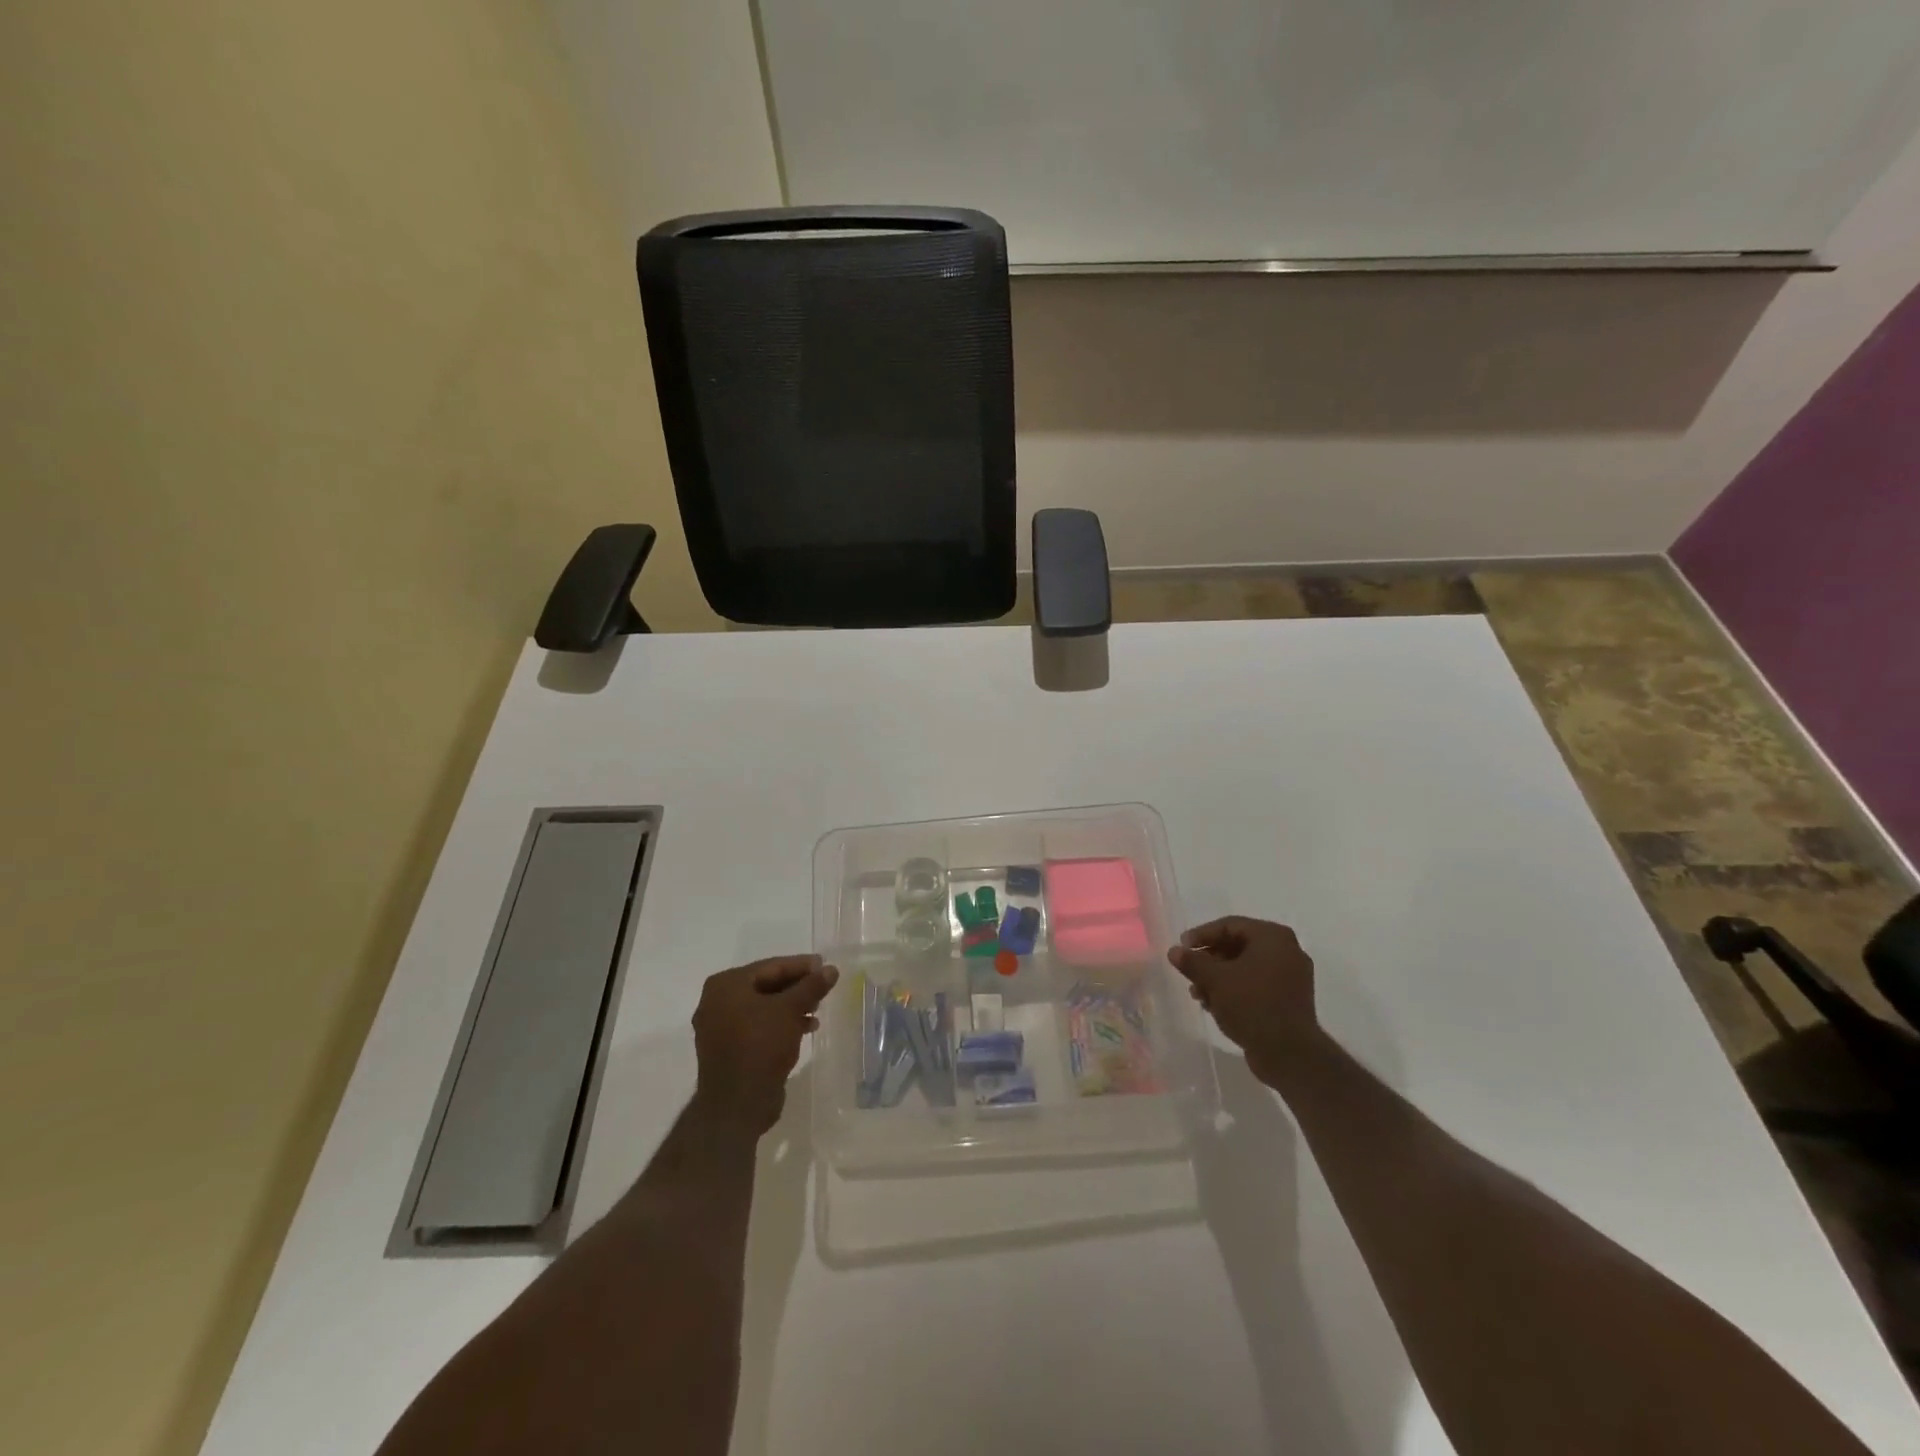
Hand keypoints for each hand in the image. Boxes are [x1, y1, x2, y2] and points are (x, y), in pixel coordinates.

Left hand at [691, 956, 838, 1134]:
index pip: (771, 966)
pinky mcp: (729, 1050)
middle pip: (766, 985)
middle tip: (824, 987)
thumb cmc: (761, 1046)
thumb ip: (811, 986)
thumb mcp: (791, 1010)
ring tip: (818, 1008)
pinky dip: (781, 1024)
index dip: (801, 965)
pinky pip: (759, 1027)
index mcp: (726, 985)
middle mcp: (717, 1002)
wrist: (737, 1105)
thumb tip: (831, 969)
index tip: (825, 966)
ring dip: (792, 1006)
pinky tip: (806, 1028)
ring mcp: (721, 1028)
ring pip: (764, 1007)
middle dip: (797, 987)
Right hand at [1168, 916, 1318, 1087]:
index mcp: (1272, 937)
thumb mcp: (1214, 979)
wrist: (1289, 1053)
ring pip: (1246, 967)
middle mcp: (1287, 951)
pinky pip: (1257, 985)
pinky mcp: (1290, 1000)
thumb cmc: (1251, 1004)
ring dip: (1219, 977)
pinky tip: (1216, 1005)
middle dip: (1209, 960)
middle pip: (1238, 946)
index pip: (1229, 925)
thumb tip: (1174, 951)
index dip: (1201, 935)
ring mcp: (1291, 977)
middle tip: (1189, 972)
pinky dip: (1236, 990)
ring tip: (1198, 994)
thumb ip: (1192, 961)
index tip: (1182, 948)